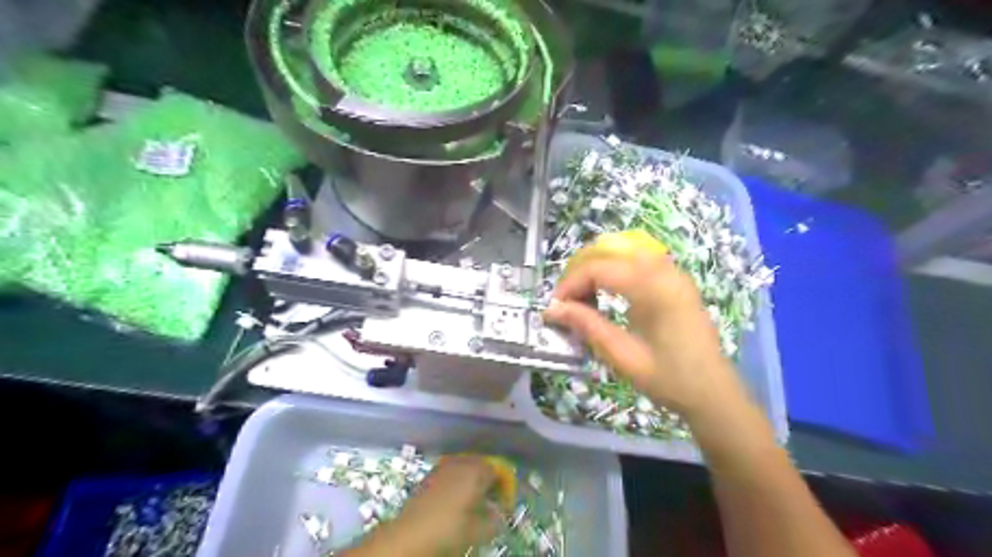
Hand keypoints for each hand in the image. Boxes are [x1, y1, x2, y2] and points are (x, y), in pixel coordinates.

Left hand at [345, 456, 503, 556]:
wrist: (408, 535)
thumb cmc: (448, 530)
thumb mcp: (479, 531)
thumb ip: (495, 520)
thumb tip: (500, 514)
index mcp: (476, 470)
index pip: (498, 470)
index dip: (504, 487)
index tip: (505, 505)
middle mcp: (461, 462)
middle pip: (481, 465)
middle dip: (488, 481)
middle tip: (491, 502)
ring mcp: (443, 467)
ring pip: (465, 468)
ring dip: (472, 481)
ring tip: (474, 503)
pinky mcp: (429, 476)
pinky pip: (450, 474)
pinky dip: (457, 483)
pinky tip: (456, 501)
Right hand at [542, 231, 743, 417]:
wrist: (715, 395)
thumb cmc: (670, 380)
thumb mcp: (623, 356)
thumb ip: (587, 326)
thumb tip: (552, 309)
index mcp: (653, 287)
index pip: (598, 268)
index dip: (570, 284)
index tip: (554, 307)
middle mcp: (665, 270)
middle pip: (610, 253)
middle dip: (581, 274)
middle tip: (566, 303)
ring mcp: (674, 273)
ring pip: (623, 254)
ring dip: (597, 270)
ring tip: (583, 299)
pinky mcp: (676, 282)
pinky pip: (638, 263)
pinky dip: (616, 272)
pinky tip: (608, 295)